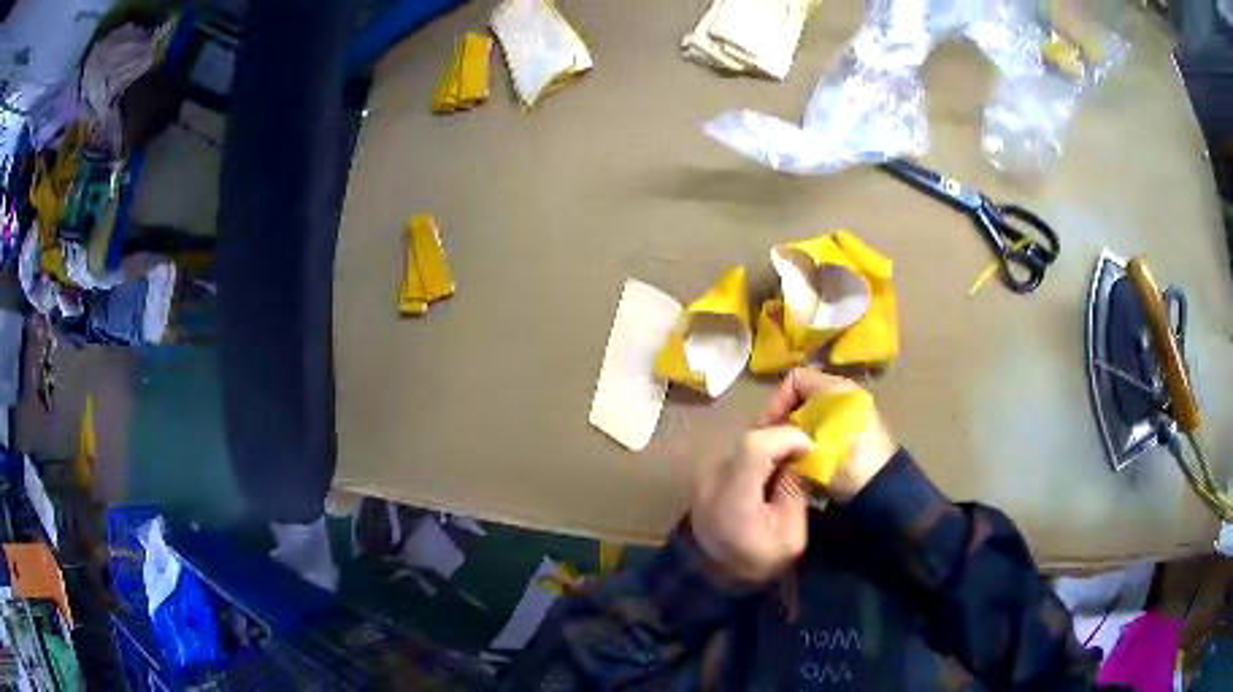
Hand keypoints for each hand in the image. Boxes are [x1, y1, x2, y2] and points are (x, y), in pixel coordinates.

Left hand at [691, 426, 813, 585]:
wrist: (713, 577)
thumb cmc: (757, 562)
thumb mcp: (790, 538)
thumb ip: (794, 493)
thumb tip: (797, 460)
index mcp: (733, 498)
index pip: (754, 446)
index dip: (786, 438)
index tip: (809, 448)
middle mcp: (712, 480)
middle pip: (750, 440)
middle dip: (782, 439)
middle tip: (805, 452)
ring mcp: (705, 476)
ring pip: (744, 443)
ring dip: (771, 445)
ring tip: (793, 460)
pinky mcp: (706, 476)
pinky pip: (737, 453)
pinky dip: (759, 454)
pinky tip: (774, 468)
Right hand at [760, 368, 896, 502]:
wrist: (880, 488)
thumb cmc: (842, 462)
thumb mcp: (807, 446)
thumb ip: (785, 434)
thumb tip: (772, 435)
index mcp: (835, 387)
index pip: (794, 379)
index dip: (776, 400)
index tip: (769, 427)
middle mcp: (847, 393)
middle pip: (804, 397)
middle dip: (787, 419)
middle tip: (775, 443)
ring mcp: (856, 412)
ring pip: (815, 414)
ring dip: (799, 432)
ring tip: (790, 455)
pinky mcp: (861, 432)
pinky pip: (828, 427)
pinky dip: (815, 440)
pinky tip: (809, 461)